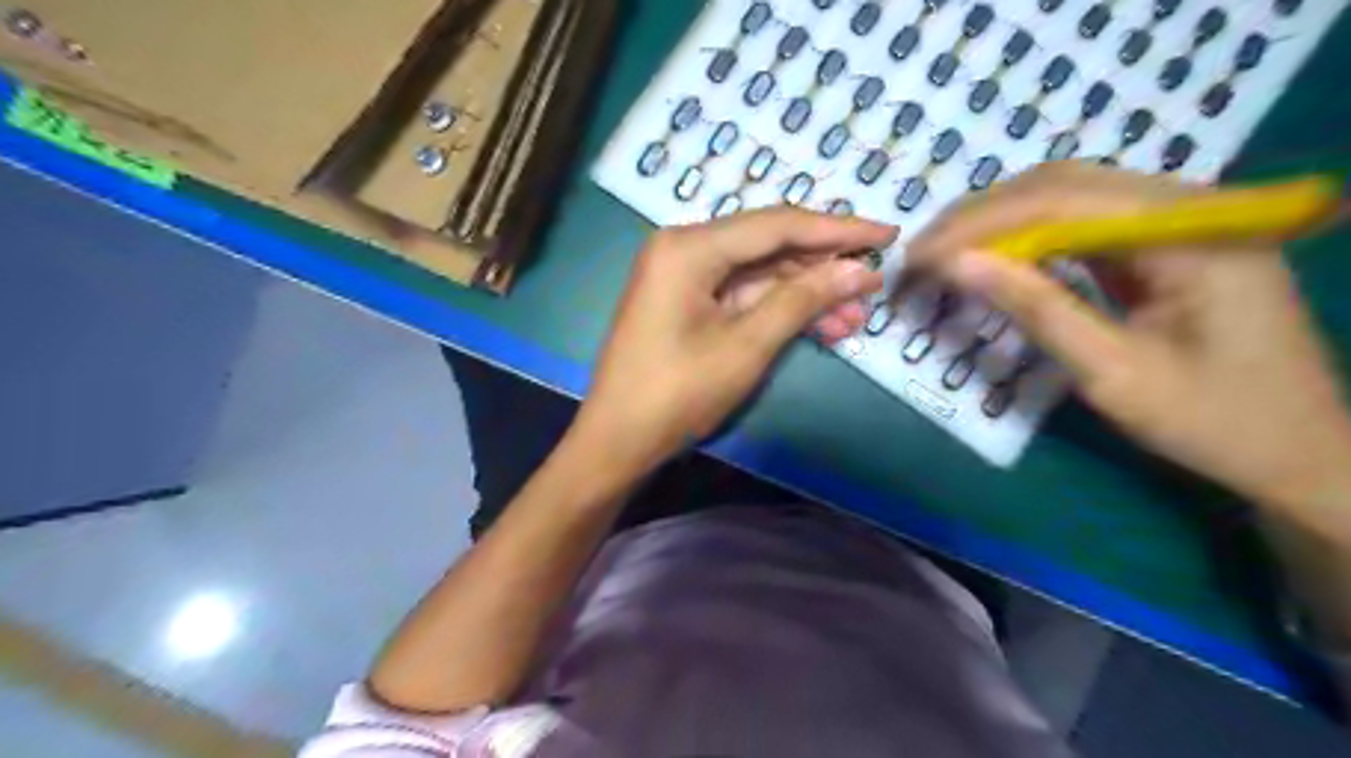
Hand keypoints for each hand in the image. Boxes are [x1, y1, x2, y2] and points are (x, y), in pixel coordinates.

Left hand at [575, 207, 895, 478]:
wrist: (618, 440)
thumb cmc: (677, 393)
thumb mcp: (747, 345)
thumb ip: (803, 300)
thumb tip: (859, 270)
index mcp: (690, 246)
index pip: (777, 225)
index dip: (837, 229)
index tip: (888, 233)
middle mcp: (684, 248)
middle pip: (768, 245)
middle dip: (823, 266)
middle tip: (875, 280)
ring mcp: (684, 276)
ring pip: (759, 274)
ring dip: (806, 294)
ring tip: (856, 316)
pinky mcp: (687, 303)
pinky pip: (742, 296)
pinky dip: (778, 310)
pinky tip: (821, 327)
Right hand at [902, 162, 1350, 518]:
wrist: (1297, 453)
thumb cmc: (1214, 422)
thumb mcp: (1114, 373)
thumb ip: (1036, 309)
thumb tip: (956, 265)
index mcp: (1192, 232)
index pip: (1061, 200)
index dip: (978, 224)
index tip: (918, 257)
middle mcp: (1187, 208)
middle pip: (1063, 184)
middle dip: (982, 215)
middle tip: (922, 254)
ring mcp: (1177, 223)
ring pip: (1069, 197)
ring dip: (1000, 223)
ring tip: (944, 255)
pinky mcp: (1163, 246)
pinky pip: (1083, 225)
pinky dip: (1029, 241)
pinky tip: (995, 260)